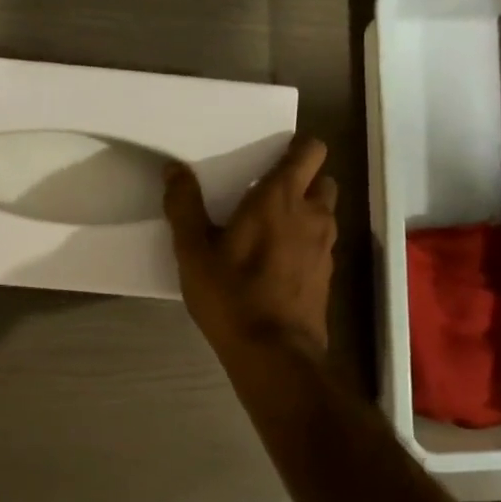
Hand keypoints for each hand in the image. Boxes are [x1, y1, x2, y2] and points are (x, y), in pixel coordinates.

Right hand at [164, 134, 337, 356]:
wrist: (275, 354)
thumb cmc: (231, 295)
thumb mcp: (193, 252)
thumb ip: (184, 206)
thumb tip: (174, 169)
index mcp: (280, 198)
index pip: (310, 151)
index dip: (297, 147)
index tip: (271, 155)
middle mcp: (312, 215)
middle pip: (322, 180)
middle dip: (302, 179)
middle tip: (266, 192)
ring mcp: (325, 247)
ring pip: (323, 213)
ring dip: (304, 211)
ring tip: (269, 227)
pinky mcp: (326, 275)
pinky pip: (320, 243)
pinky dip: (304, 241)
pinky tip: (275, 261)